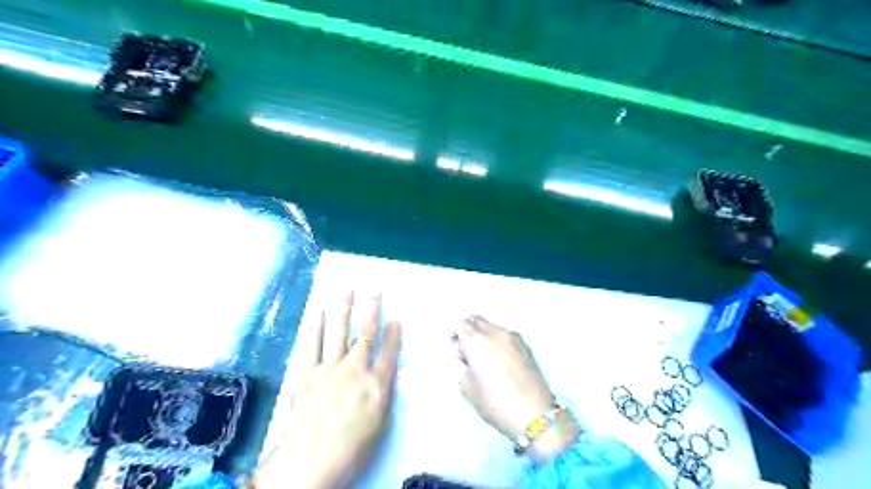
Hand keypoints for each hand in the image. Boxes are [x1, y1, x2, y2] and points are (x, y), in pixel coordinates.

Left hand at [253, 294, 401, 488]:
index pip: (389, 351)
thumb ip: (383, 393)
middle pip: (365, 332)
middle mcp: (354, 369)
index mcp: (376, 384)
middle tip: (374, 289)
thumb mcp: (381, 424)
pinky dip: (314, 327)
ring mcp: (327, 369)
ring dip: (342, 309)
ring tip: (345, 291)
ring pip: (336, 331)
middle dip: (371, 308)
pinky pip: (310, 344)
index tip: (396, 319)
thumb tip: (384, 373)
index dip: (394, 333)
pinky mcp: (305, 374)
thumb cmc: (351, 450)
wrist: (309, 465)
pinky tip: (317, 314)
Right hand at [456, 317, 575, 462]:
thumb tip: (468, 359)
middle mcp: (494, 333)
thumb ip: (464, 367)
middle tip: (470, 353)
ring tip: (488, 359)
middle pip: (477, 320)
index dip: (457, 337)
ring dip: (486, 336)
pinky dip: (499, 342)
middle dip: (471, 331)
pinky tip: (502, 362)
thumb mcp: (468, 389)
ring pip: (493, 328)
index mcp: (476, 341)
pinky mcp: (526, 346)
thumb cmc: (495, 404)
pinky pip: (506, 336)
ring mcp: (512, 337)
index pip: (461, 325)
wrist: (535, 414)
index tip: (458, 352)